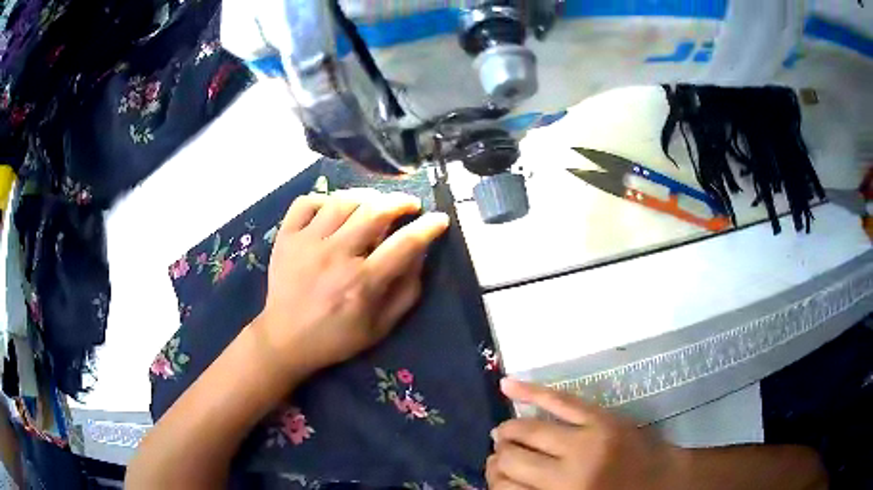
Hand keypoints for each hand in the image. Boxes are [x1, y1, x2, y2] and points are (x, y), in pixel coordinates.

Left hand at [255, 189, 449, 380]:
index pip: (405, 244)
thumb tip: (420, 254)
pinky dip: (325, 199)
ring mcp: (307, 243)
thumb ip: (406, 291)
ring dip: (367, 197)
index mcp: (362, 283)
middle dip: (401, 201)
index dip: (428, 227)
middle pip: (375, 211)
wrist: (285, 339)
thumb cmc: (337, 337)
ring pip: (343, 200)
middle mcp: (335, 256)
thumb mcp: (381, 327)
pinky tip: (334, 210)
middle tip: (409, 205)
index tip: (439, 219)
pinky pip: (307, 202)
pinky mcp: (286, 237)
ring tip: (375, 204)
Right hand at [487, 379, 683, 489]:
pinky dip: (531, 391)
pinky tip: (507, 385)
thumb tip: (501, 482)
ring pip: (527, 431)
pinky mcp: (601, 418)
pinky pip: (560, 401)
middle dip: (499, 457)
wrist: (664, 482)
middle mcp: (567, 475)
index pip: (505, 489)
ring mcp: (585, 442)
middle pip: (511, 461)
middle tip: (499, 455)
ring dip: (508, 431)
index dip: (494, 481)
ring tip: (504, 433)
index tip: (496, 477)